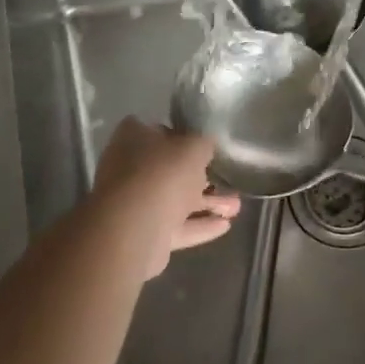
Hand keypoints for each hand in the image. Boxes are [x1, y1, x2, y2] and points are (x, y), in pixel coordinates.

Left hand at [89, 118, 241, 279]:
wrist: (135, 228)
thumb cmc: (164, 174)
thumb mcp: (194, 147)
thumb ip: (202, 143)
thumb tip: (204, 145)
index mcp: (133, 139)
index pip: (157, 130)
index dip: (181, 135)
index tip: (203, 144)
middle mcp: (128, 168)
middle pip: (168, 169)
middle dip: (200, 177)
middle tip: (227, 179)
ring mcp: (134, 203)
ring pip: (175, 200)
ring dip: (206, 204)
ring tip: (236, 208)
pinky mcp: (143, 233)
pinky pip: (175, 226)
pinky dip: (199, 225)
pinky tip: (225, 226)